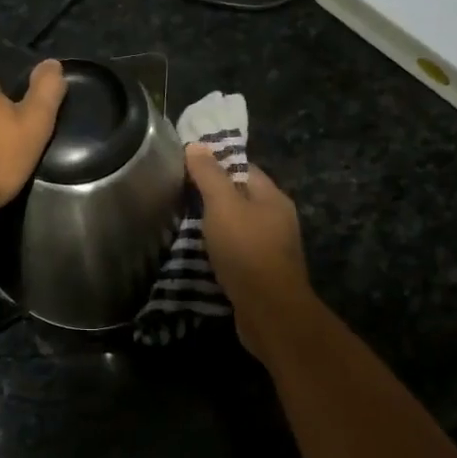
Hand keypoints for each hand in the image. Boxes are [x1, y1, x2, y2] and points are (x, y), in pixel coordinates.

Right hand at [185, 146, 310, 352]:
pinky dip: (219, 249)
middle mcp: (277, 219)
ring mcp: (272, 248)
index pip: (243, 168)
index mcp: (272, 197)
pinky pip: (237, 251)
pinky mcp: (262, 273)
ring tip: (183, 223)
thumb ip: (209, 175)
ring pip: (238, 226)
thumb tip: (196, 145)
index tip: (186, 167)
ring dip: (214, 226)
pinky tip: (199, 253)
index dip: (216, 164)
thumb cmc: (246, 250)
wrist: (269, 312)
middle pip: (240, 197)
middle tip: (179, 195)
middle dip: (212, 196)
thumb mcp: (223, 205)